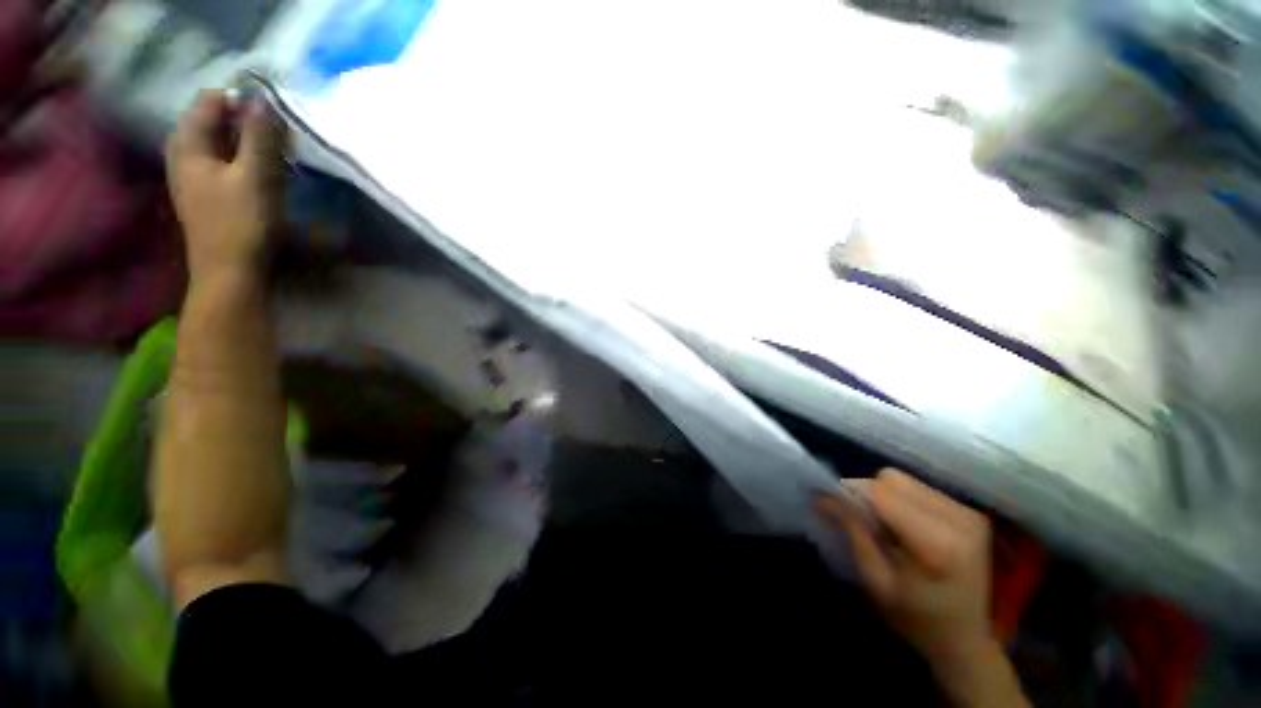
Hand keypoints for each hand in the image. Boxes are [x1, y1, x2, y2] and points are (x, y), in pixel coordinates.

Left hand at [166, 90, 285, 281]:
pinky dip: (238, 159)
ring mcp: (190, 176)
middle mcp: (182, 154)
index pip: (210, 102)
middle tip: (274, 137)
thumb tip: (265, 100)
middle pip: (210, 121)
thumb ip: (259, 136)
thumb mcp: (256, 176)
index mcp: (188, 144)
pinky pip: (218, 161)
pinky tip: (256, 172)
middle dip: (243, 122)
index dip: (242, 102)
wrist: (229, 272)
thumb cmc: (242, 223)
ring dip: (242, 142)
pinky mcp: (202, 194)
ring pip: (215, 142)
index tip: (273, 117)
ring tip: (270, 154)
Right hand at [816, 468, 993, 668]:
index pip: (881, 493)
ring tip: (884, 526)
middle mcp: (959, 519)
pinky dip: (901, 500)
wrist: (965, 641)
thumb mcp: (876, 582)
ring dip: (884, 496)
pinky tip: (905, 526)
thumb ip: (853, 533)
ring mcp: (969, 513)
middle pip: (892, 480)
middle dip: (867, 494)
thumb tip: (823, 495)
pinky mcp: (970, 512)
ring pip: (904, 480)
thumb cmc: (916, 619)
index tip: (829, 505)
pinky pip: (918, 488)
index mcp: (939, 544)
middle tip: (861, 523)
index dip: (850, 494)